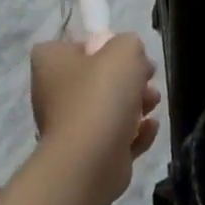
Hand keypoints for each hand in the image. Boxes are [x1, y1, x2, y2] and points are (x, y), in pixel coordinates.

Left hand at [30, 34, 160, 201]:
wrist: (90, 161)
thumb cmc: (101, 94)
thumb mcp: (124, 50)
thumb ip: (129, 43)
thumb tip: (129, 57)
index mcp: (51, 63)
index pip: (70, 46)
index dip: (97, 45)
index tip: (120, 52)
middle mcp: (53, 93)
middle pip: (96, 77)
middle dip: (128, 77)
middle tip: (148, 76)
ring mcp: (69, 127)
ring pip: (108, 108)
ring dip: (136, 104)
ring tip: (153, 103)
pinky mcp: (87, 155)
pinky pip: (115, 137)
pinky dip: (134, 133)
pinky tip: (149, 128)